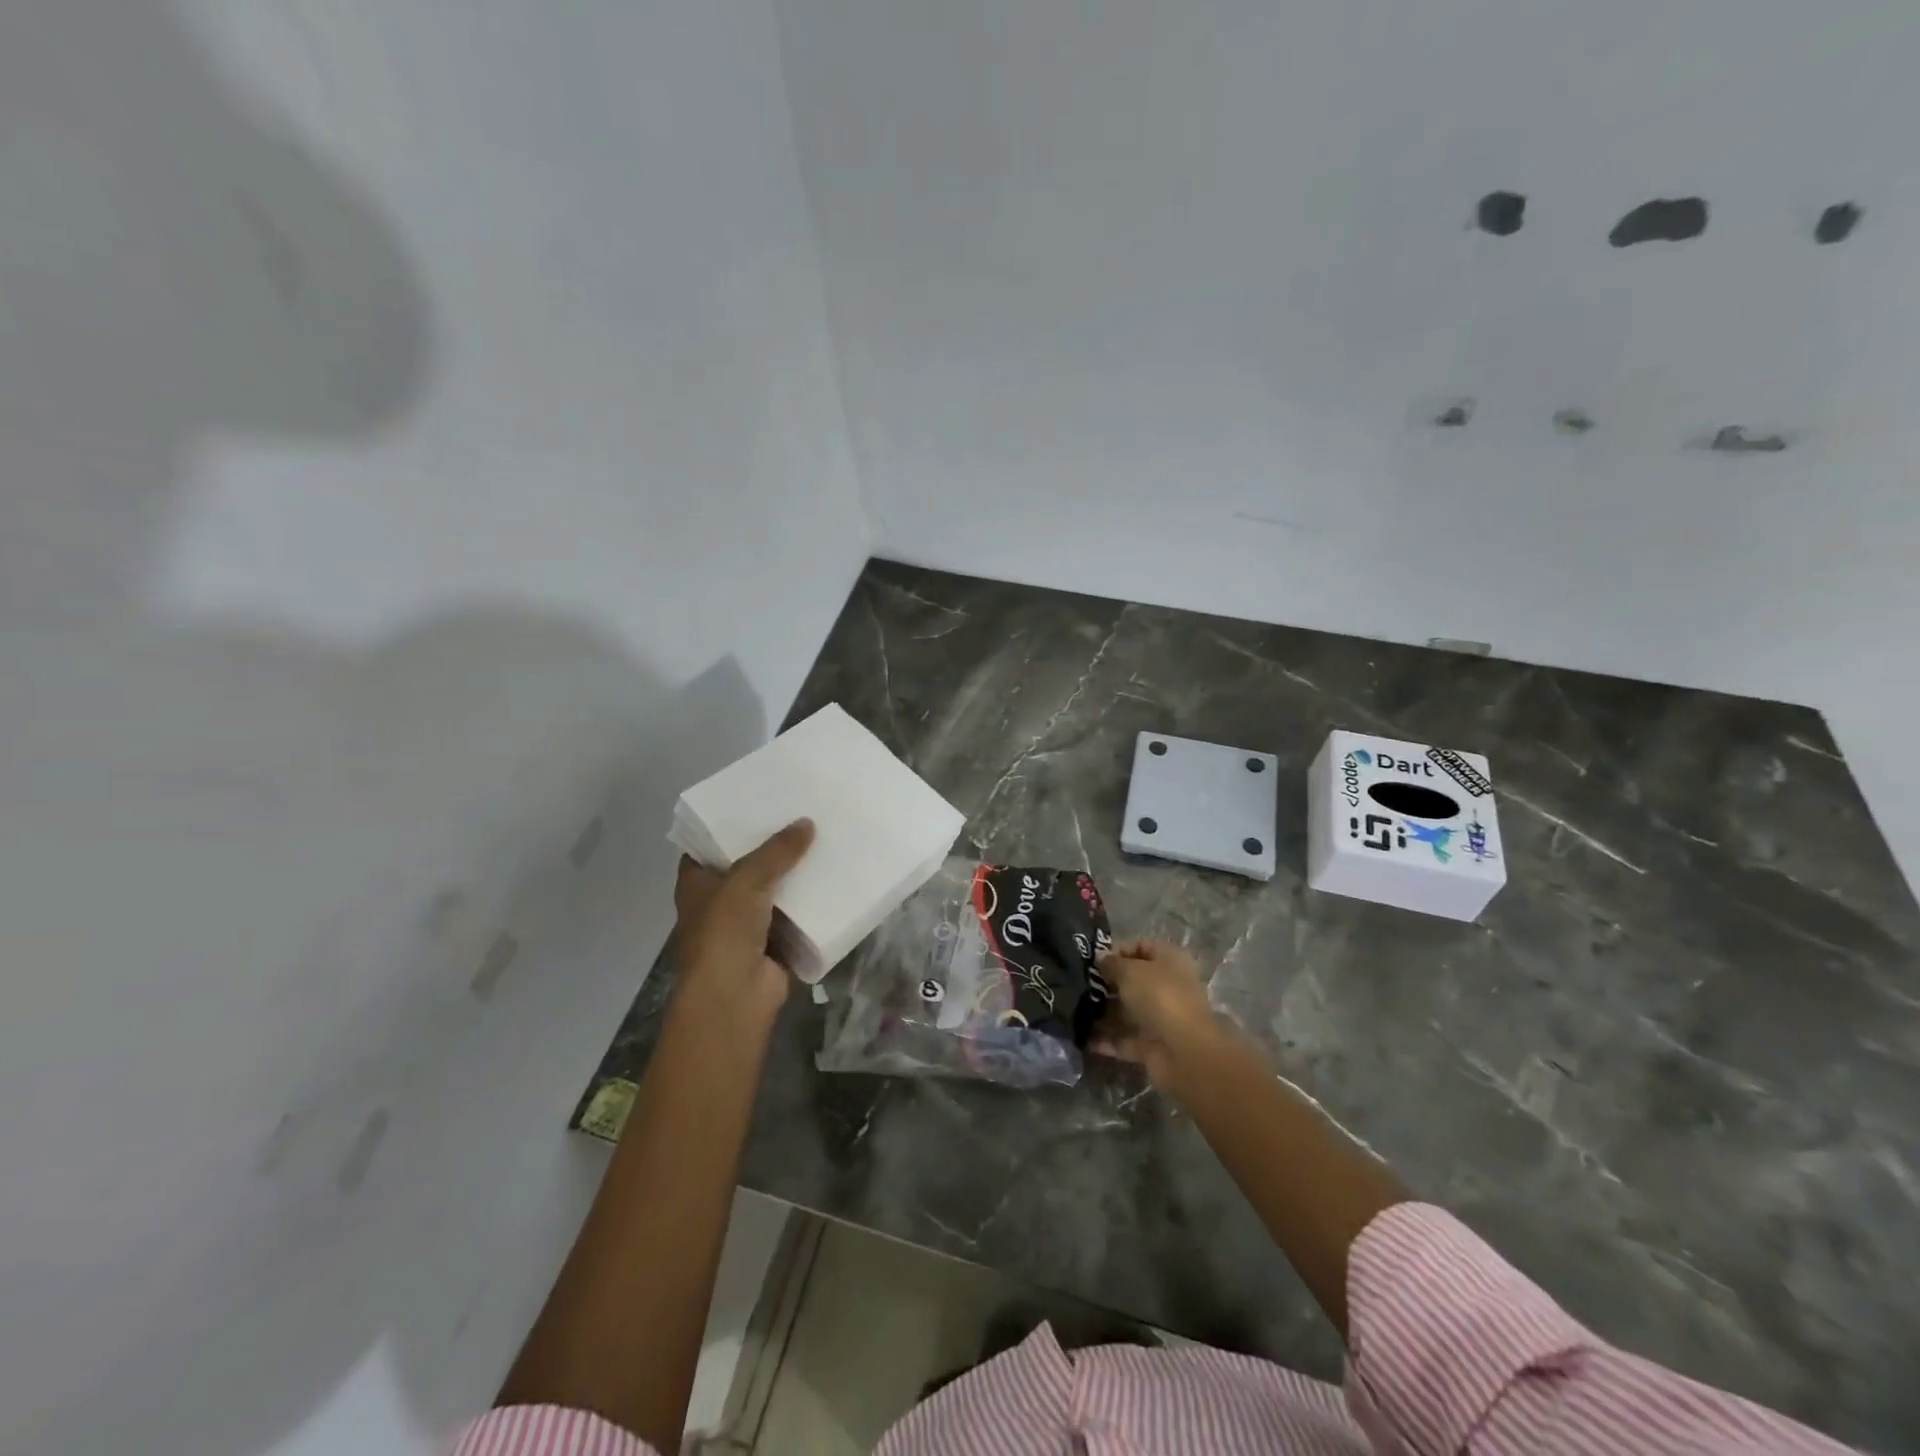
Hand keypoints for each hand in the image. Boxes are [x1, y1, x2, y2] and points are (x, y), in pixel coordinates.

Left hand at [672, 819, 814, 1025]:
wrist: (735, 998)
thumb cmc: (724, 933)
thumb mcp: (746, 880)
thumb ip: (777, 851)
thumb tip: (807, 823)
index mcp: (698, 883)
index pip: (711, 845)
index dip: (731, 824)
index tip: (760, 801)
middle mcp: (720, 901)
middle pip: (749, 865)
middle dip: (774, 846)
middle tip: (804, 813)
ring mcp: (748, 924)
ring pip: (776, 890)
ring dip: (797, 874)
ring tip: (826, 837)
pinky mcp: (776, 943)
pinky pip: (798, 915)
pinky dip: (814, 902)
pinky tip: (836, 877)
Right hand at [1094, 937, 1236, 1094]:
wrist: (1184, 1052)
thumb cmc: (1159, 997)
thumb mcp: (1130, 971)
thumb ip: (1112, 963)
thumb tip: (1101, 959)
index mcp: (1170, 960)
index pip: (1141, 946)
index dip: (1117, 950)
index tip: (1093, 960)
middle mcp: (1169, 986)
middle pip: (1134, 979)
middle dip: (1108, 982)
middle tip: (1081, 984)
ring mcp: (1162, 1017)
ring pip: (1129, 1010)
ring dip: (1105, 1011)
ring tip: (1077, 1008)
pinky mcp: (1154, 1045)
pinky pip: (1126, 1038)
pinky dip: (1107, 1040)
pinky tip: (1084, 1037)